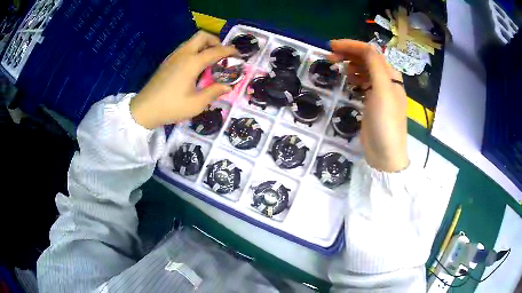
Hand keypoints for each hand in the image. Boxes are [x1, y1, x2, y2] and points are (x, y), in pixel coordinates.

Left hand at [130, 31, 237, 128]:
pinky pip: (184, 48)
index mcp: (192, 62)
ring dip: (204, 45)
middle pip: (202, 36)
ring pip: (192, 41)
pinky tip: (195, 66)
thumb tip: (227, 86)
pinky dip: (194, 50)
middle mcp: (183, 54)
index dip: (229, 51)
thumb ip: (214, 92)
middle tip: (221, 54)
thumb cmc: (171, 107)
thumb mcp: (196, 104)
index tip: (239, 54)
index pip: (216, 51)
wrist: (144, 110)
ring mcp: (173, 56)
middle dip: (215, 41)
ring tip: (210, 60)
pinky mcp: (167, 61)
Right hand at [329, 40, 408, 171]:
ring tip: (335, 65)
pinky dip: (354, 76)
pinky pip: (363, 82)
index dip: (352, 45)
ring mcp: (379, 91)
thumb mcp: (381, 91)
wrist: (385, 154)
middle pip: (367, 59)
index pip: (371, 52)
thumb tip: (364, 47)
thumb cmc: (385, 122)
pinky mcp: (373, 102)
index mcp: (390, 75)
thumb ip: (374, 66)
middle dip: (349, 53)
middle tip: (329, 56)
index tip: (332, 46)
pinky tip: (347, 78)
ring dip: (350, 63)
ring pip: (364, 70)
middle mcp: (386, 80)